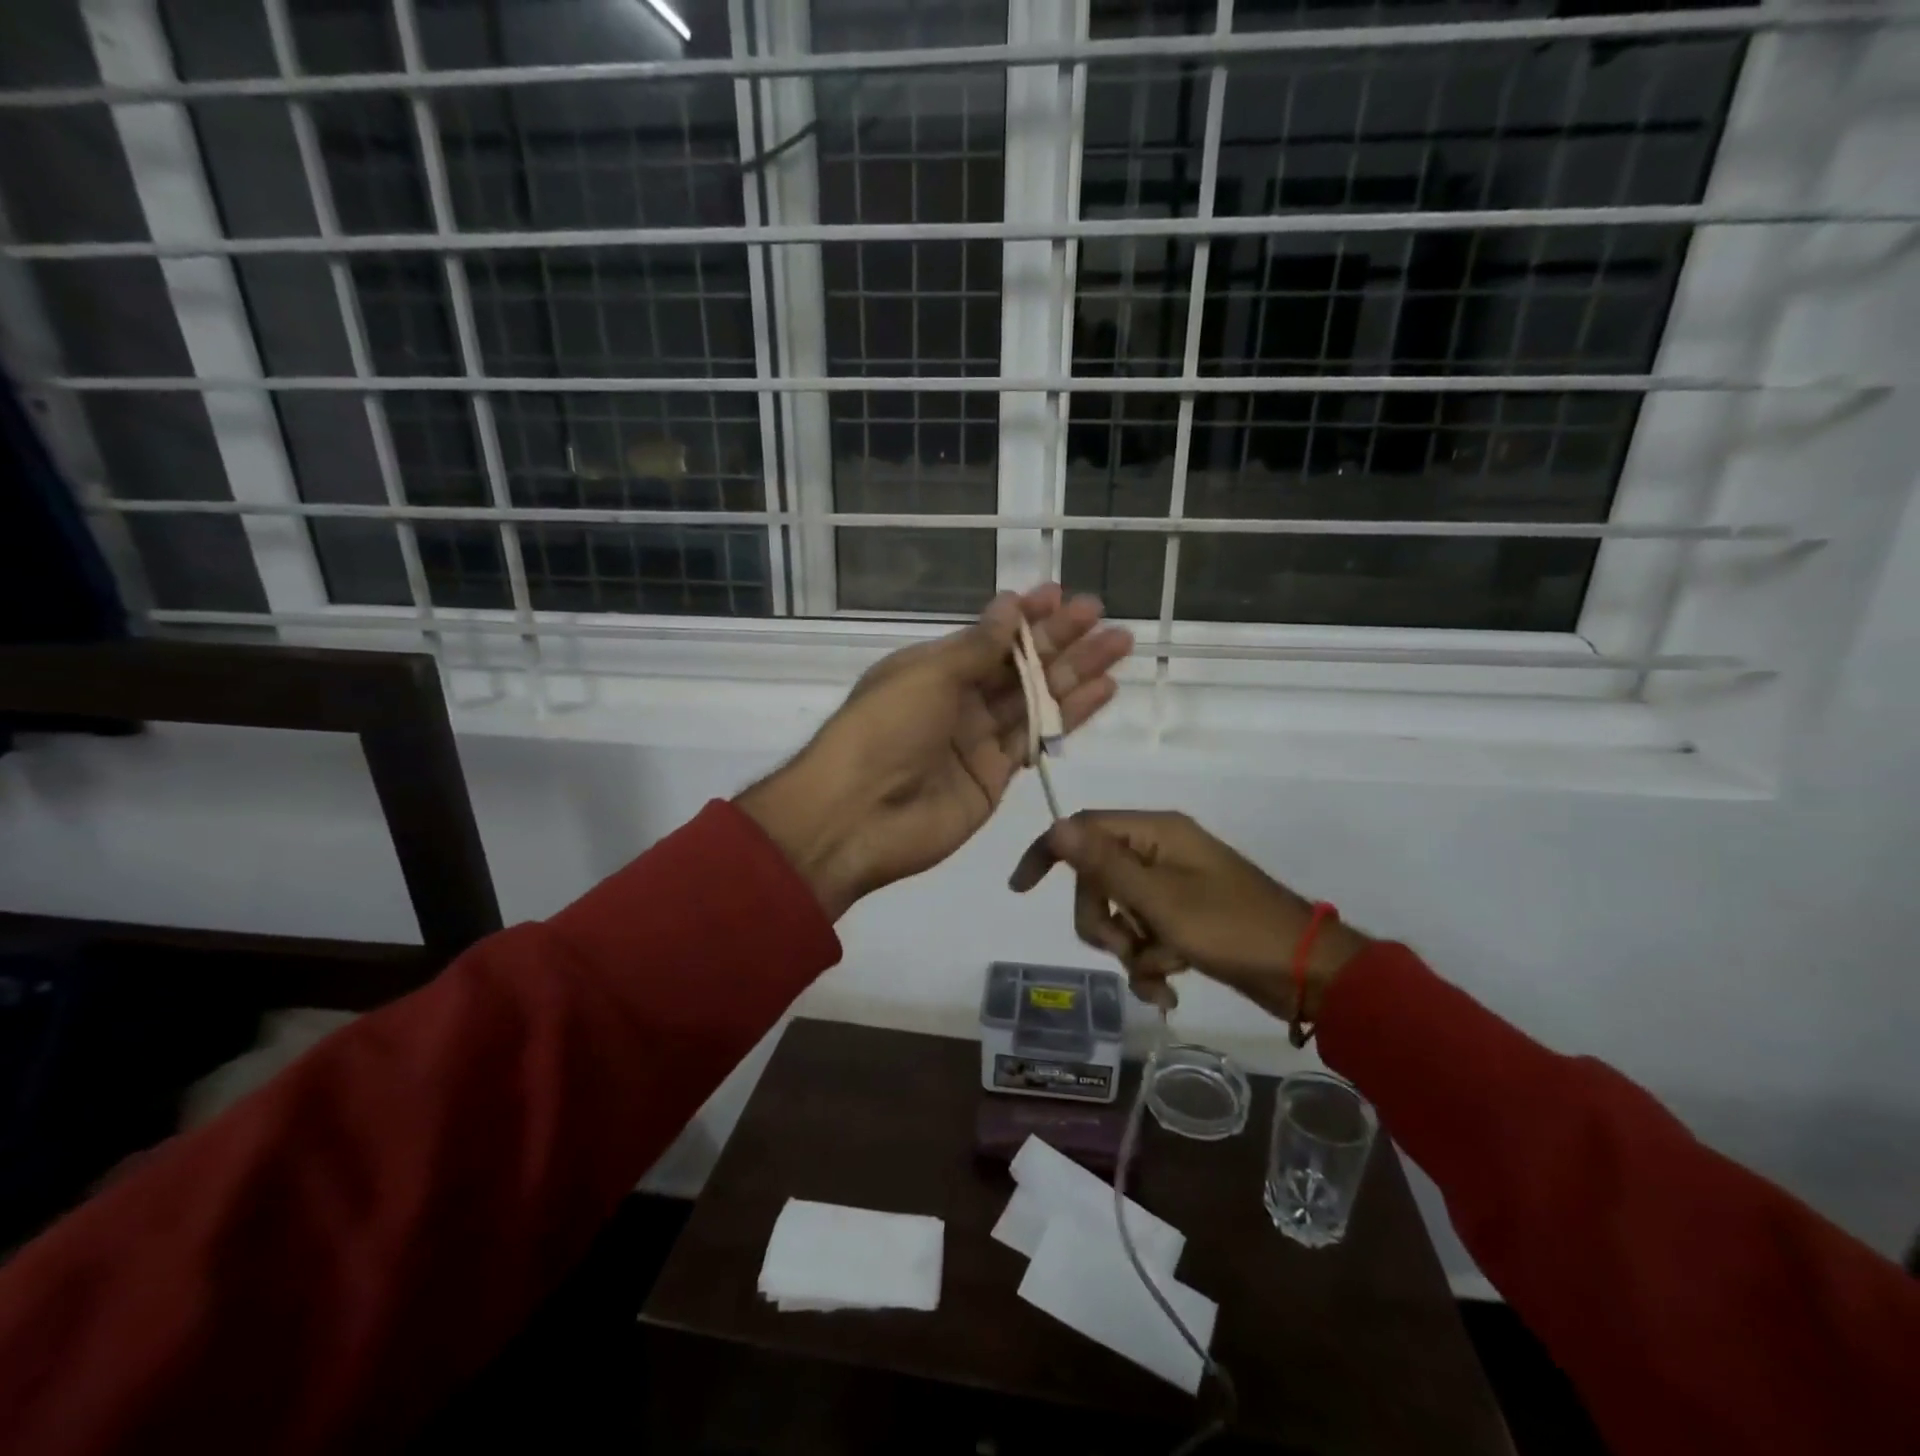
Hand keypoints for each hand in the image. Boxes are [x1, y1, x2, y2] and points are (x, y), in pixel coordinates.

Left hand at [738, 586, 1131, 919]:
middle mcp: (957, 700)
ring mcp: (977, 740)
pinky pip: (1036, 739)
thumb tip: (1008, 605)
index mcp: (932, 669)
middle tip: (1102, 615)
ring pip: (1035, 699)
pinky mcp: (995, 777)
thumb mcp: (927, 675)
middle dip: (1060, 639)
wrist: (857, 817)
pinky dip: (1069, 716)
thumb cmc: (884, 730)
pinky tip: (1102, 691)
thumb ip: (976, 647)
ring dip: (1076, 672)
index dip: (1024, 616)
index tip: (1061, 595)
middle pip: (1017, 664)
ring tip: (1120, 645)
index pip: (988, 636)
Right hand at [1008, 811, 1370, 1021]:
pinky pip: (1145, 934)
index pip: (1084, 828)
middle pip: (1097, 878)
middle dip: (1102, 921)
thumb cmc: (1232, 928)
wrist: (1305, 972)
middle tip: (1125, 951)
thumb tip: (1056, 826)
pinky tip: (1166, 992)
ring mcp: (1174, 885)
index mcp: (1155, 833)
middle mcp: (1160, 851)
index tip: (1022, 889)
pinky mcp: (1185, 917)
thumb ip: (1104, 864)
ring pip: (1119, 912)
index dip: (1048, 853)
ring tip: (1157, 979)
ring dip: (1128, 950)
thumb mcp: (1160, 899)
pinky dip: (1149, 962)